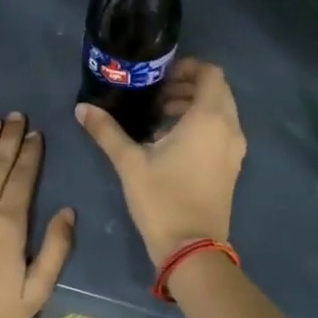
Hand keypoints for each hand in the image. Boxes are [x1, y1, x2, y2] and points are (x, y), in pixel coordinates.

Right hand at [75, 58, 245, 266]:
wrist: (192, 249)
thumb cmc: (162, 199)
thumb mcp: (129, 162)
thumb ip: (107, 131)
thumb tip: (82, 108)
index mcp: (210, 118)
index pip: (211, 73)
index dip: (187, 68)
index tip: (159, 77)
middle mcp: (229, 128)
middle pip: (216, 91)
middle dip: (187, 87)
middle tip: (154, 96)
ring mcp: (234, 149)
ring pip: (220, 113)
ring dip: (193, 107)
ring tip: (157, 119)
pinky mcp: (231, 167)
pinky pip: (221, 132)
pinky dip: (201, 126)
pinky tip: (170, 142)